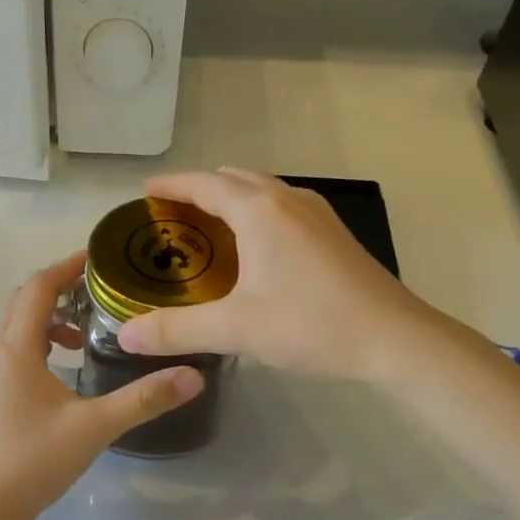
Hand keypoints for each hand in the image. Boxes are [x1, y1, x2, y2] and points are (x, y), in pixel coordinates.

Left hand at [0, 252, 204, 519]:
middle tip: (99, 291)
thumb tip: (194, 375)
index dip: (67, 266)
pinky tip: (64, 375)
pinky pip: (13, 355)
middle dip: (59, 290)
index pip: (38, 288)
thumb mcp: (96, 427)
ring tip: (86, 336)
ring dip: (49, 321)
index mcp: (16, 350)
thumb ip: (145, 399)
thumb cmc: (36, 461)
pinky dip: (39, 347)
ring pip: (16, 331)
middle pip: (23, 303)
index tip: (98, 257)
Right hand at [117, 169, 459, 381]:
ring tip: (208, 226)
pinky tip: (256, 247)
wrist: (395, 339)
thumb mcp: (235, 329)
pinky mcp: (334, 235)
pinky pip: (283, 207)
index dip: (172, 186)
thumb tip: (124, 335)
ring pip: (263, 191)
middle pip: (235, 180)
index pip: (204, 185)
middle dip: (200, 190)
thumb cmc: (312, 325)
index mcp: (260, 211)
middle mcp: (288, 200)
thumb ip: (176, 330)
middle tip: (171, 215)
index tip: (145, 192)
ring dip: (232, 199)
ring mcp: (317, 214)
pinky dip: (257, 213)